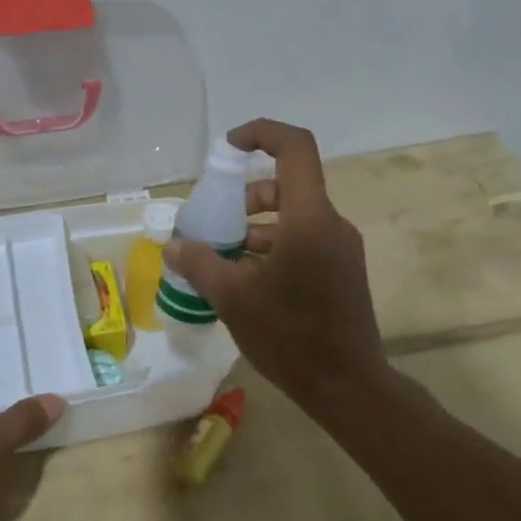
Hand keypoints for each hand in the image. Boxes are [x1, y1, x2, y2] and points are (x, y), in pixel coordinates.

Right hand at [162, 119, 388, 409]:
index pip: (295, 149)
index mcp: (310, 219)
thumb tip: (173, 247)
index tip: (228, 148)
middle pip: (288, 185)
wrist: (347, 386)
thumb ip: (200, 264)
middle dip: (247, 196)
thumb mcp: (233, 298)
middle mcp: (331, 225)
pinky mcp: (342, 271)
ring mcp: (341, 249)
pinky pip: (304, 242)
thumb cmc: (290, 336)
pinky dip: (273, 248)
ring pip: (294, 217)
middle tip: (216, 221)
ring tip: (223, 257)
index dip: (261, 134)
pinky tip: (246, 281)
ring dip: (256, 227)